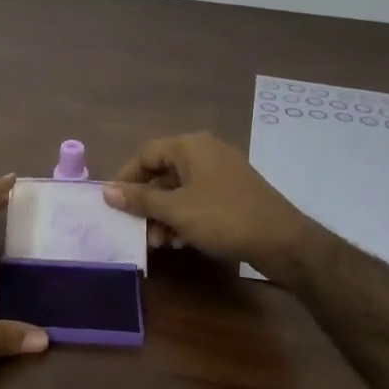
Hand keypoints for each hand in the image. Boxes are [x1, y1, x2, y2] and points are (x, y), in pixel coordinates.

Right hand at [102, 132, 315, 274]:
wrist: (282, 240)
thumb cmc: (222, 218)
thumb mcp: (175, 210)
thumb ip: (139, 199)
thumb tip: (106, 190)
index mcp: (190, 146)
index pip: (145, 154)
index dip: (126, 178)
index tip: (114, 204)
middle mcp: (205, 151)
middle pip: (163, 172)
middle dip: (147, 203)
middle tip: (138, 229)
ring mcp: (222, 171)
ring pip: (180, 189)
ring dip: (164, 214)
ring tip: (159, 242)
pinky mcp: (233, 191)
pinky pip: (198, 198)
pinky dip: (184, 216)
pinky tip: (180, 241)